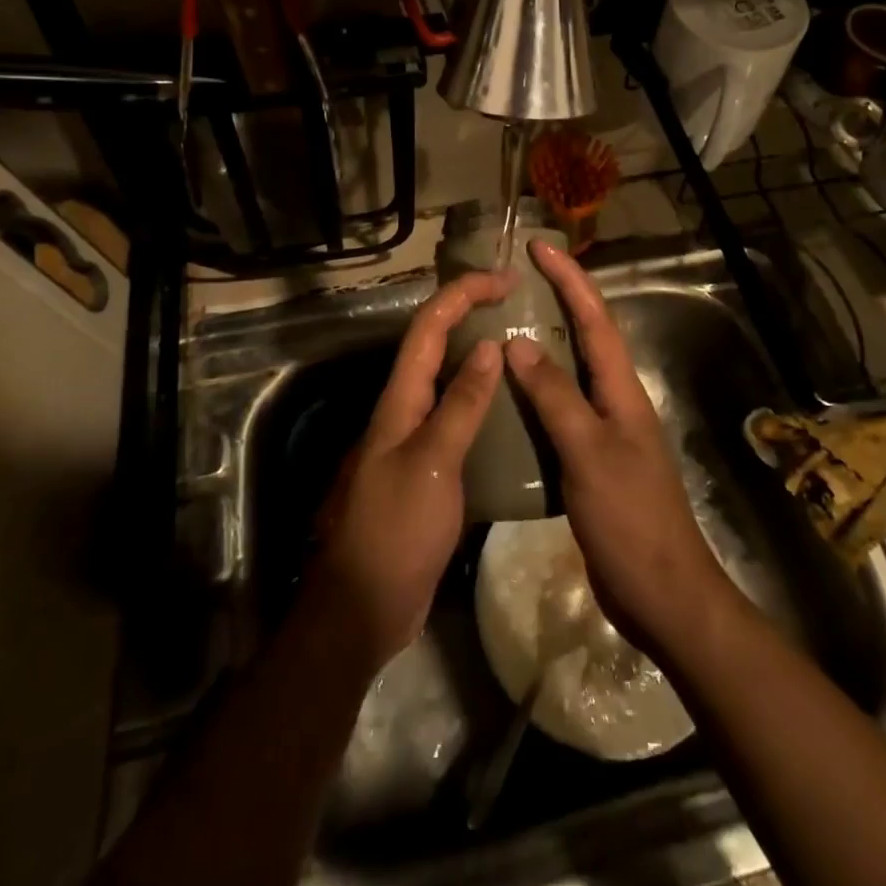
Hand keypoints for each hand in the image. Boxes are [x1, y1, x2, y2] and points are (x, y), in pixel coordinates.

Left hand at [305, 269, 513, 673]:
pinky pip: (455, 417)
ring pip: (446, 379)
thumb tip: (487, 347)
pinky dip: (480, 399)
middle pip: (434, 344)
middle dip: (469, 312)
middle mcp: (403, 408)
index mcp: (400, 399)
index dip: (462, 294)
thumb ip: (460, 405)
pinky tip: (510, 410)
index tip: (504, 278)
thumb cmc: (396, 530)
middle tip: (516, 303)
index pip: (428, 326)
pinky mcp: (426, 467)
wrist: (363, 606)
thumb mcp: (433, 463)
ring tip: (521, 346)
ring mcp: (413, 438)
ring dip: (477, 353)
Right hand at [504, 240, 736, 660]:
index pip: (594, 319)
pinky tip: (507, 396)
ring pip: (570, 372)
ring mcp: (604, 430)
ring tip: (502, 324)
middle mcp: (615, 400)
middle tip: (515, 278)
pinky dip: (535, 391)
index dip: (569, 279)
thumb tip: (517, 342)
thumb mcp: (589, 453)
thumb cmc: (630, 519)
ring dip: (543, 343)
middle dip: (557, 299)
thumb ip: (555, 397)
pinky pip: (560, 409)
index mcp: (621, 390)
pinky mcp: (590, 459)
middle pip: (585, 336)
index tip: (538, 246)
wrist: (663, 594)